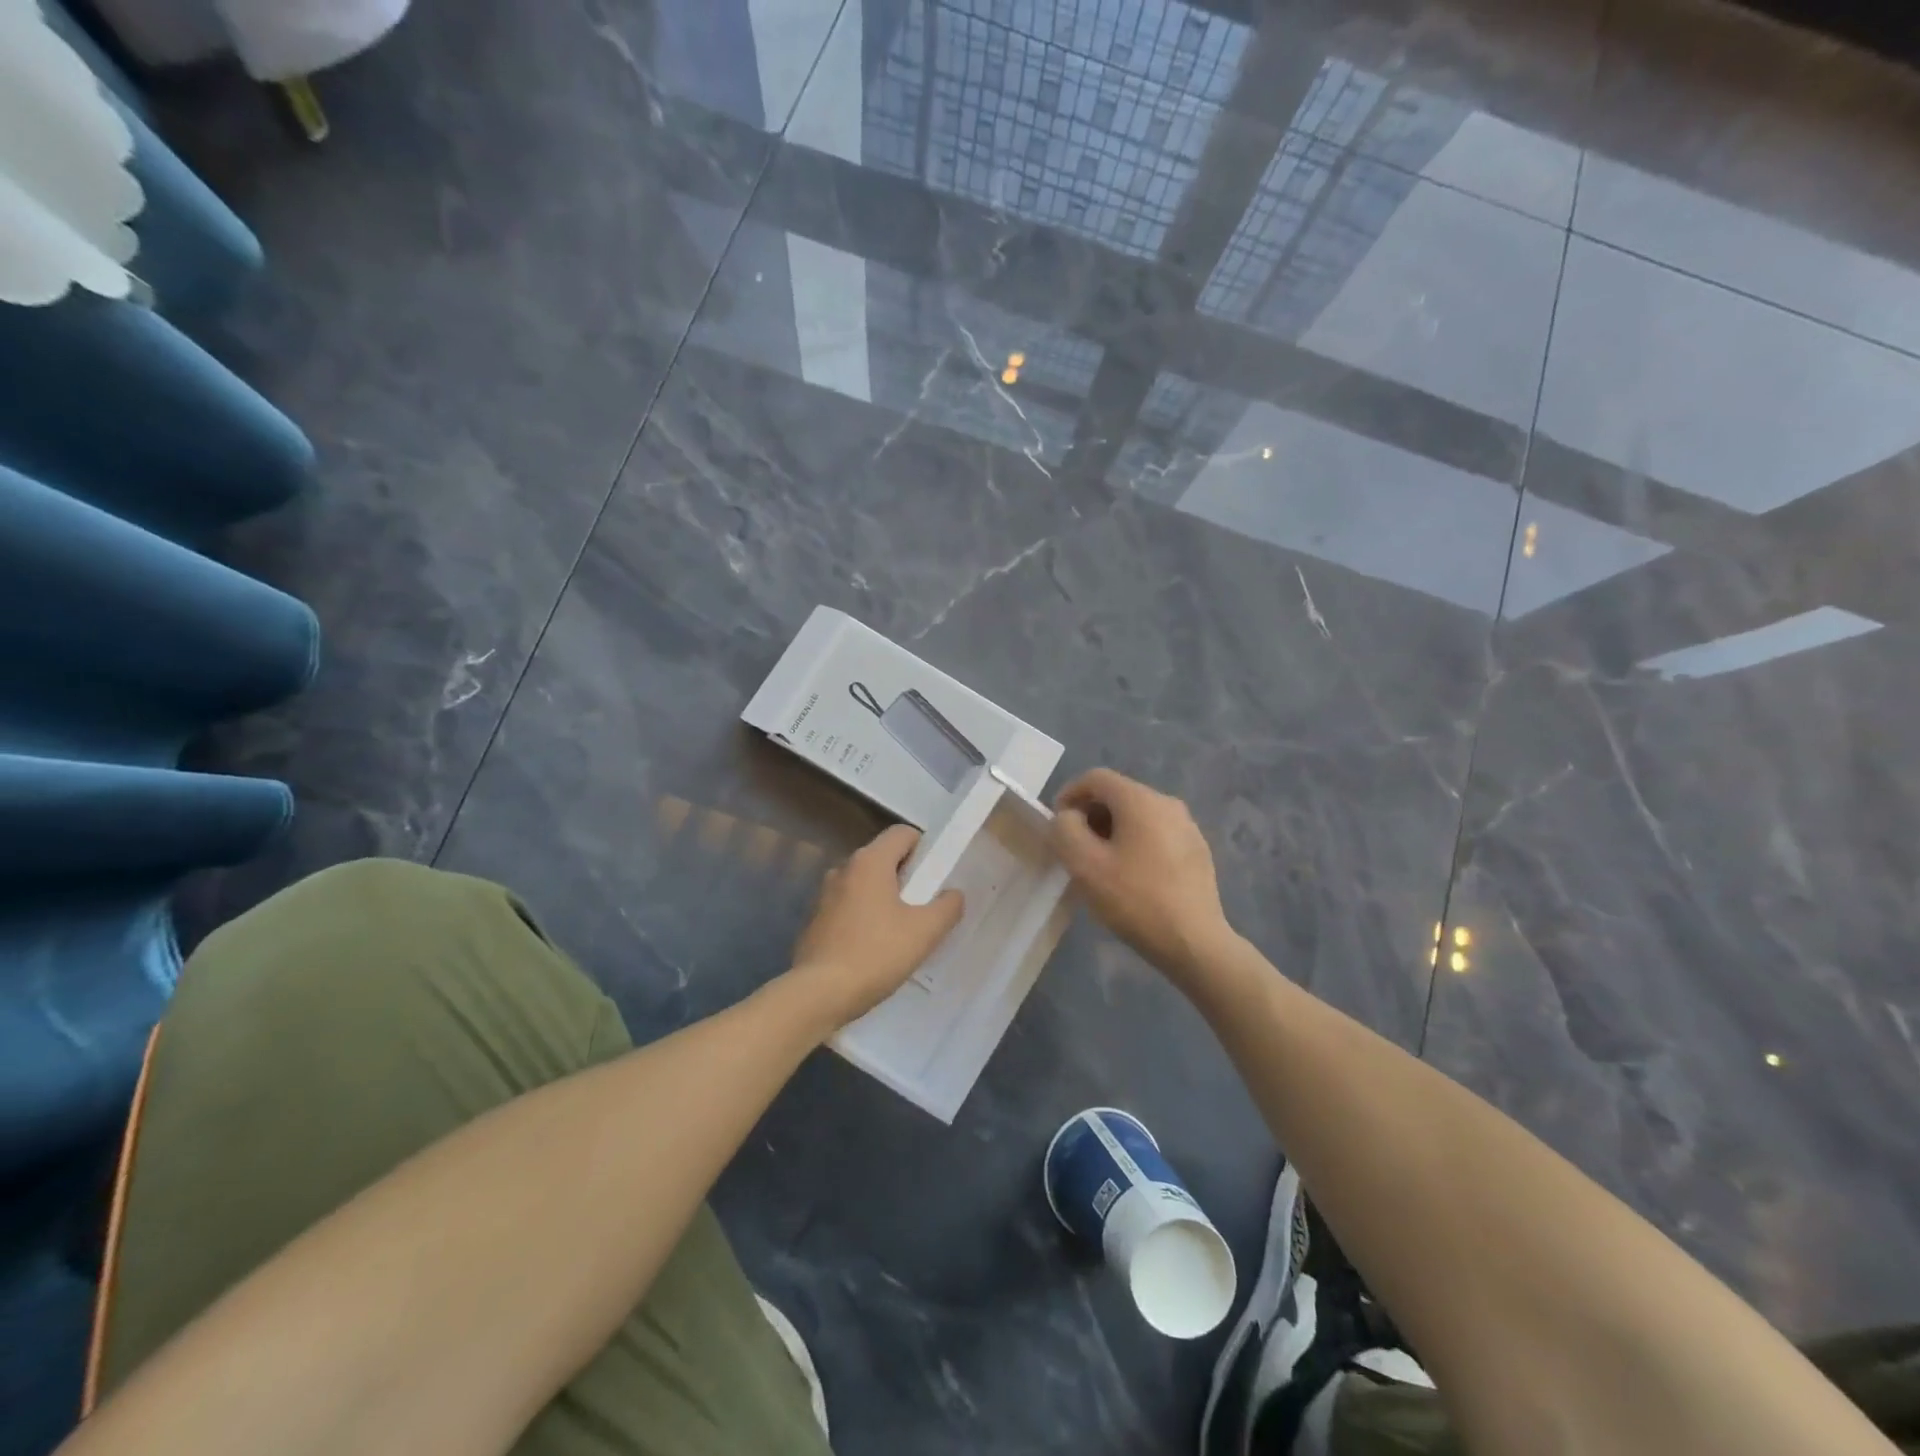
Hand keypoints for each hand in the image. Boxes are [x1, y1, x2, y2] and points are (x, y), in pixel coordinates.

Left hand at [789, 824, 964, 1029]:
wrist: (819, 994)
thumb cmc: (876, 954)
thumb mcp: (925, 932)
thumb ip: (947, 907)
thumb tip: (952, 894)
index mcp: (869, 861)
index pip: (902, 833)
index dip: (924, 848)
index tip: (935, 877)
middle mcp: (843, 868)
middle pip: (883, 858)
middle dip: (906, 876)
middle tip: (923, 907)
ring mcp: (824, 894)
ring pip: (865, 884)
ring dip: (884, 898)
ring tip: (900, 931)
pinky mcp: (814, 920)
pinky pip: (848, 906)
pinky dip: (864, 916)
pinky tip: (873, 948)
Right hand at [1052, 768, 1232, 984]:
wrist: (1194, 942)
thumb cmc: (1135, 899)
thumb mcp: (1084, 864)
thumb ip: (1065, 830)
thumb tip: (1069, 817)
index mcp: (1140, 800)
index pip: (1095, 778)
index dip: (1069, 794)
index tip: (1057, 825)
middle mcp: (1167, 803)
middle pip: (1118, 795)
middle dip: (1090, 815)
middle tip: (1075, 849)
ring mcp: (1187, 827)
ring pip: (1138, 816)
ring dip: (1112, 831)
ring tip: (1101, 865)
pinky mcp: (1197, 851)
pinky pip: (1156, 834)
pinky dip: (1135, 844)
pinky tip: (1131, 878)